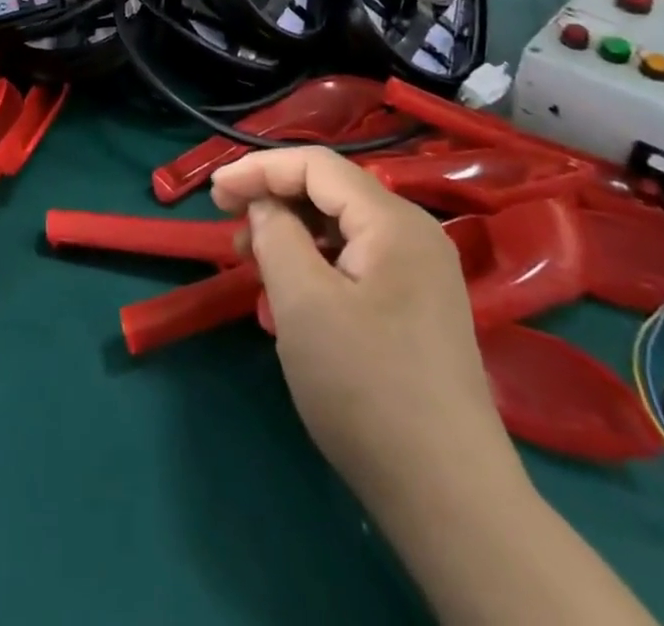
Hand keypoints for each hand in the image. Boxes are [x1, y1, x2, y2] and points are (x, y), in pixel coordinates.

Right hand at [211, 148, 508, 500]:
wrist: (450, 498)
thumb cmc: (366, 387)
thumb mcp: (303, 303)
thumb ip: (275, 235)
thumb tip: (265, 207)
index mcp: (392, 221)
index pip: (316, 166)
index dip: (259, 169)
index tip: (214, 191)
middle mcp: (413, 235)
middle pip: (331, 192)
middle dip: (274, 198)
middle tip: (227, 222)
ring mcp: (421, 273)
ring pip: (341, 228)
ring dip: (291, 232)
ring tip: (250, 259)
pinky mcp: (418, 308)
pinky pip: (356, 262)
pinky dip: (315, 263)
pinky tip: (290, 293)